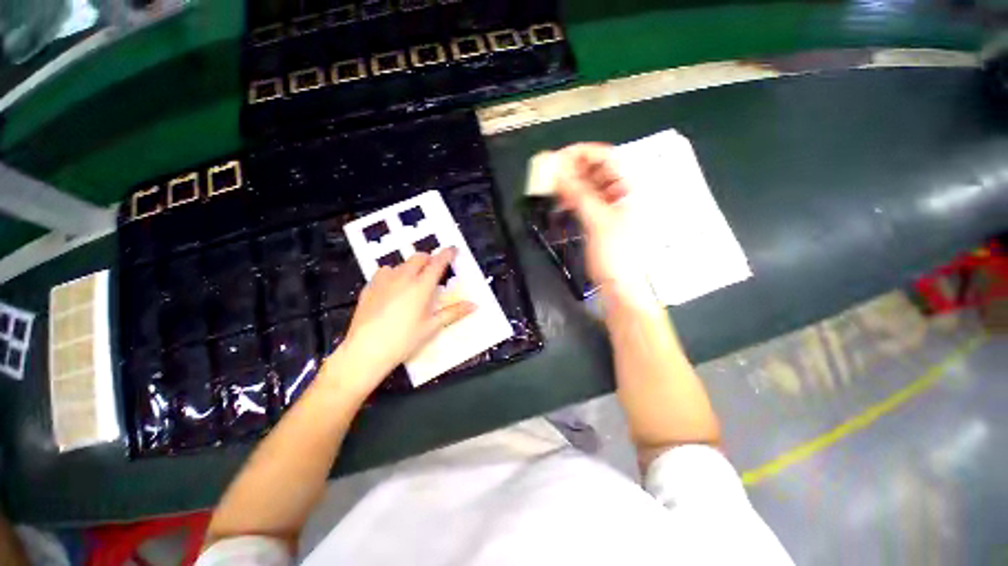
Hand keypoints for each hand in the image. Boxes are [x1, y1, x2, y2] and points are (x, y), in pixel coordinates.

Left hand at [331, 247, 475, 396]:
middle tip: (434, 270)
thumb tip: (474, 305)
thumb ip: (454, 312)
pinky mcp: (369, 287)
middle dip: (429, 259)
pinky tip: (392, 288)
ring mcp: (383, 281)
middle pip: (418, 258)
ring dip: (410, 267)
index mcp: (421, 286)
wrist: (366, 350)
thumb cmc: (404, 340)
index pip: (438, 263)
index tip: (453, 249)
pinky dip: (393, 274)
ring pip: (401, 264)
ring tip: (412, 281)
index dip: (447, 254)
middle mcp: (403, 278)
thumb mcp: (432, 326)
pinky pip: (384, 272)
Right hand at [553, 143, 653, 306]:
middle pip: (596, 169)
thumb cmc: (616, 254)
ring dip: (570, 183)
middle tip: (549, 172)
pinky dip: (572, 197)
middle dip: (572, 168)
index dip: (581, 154)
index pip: (606, 156)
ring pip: (589, 184)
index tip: (557, 158)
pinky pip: (585, 200)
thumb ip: (578, 192)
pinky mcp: (600, 218)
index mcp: (631, 187)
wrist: (620, 286)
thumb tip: (557, 168)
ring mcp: (611, 205)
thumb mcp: (597, 220)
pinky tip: (561, 200)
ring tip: (551, 186)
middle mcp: (622, 191)